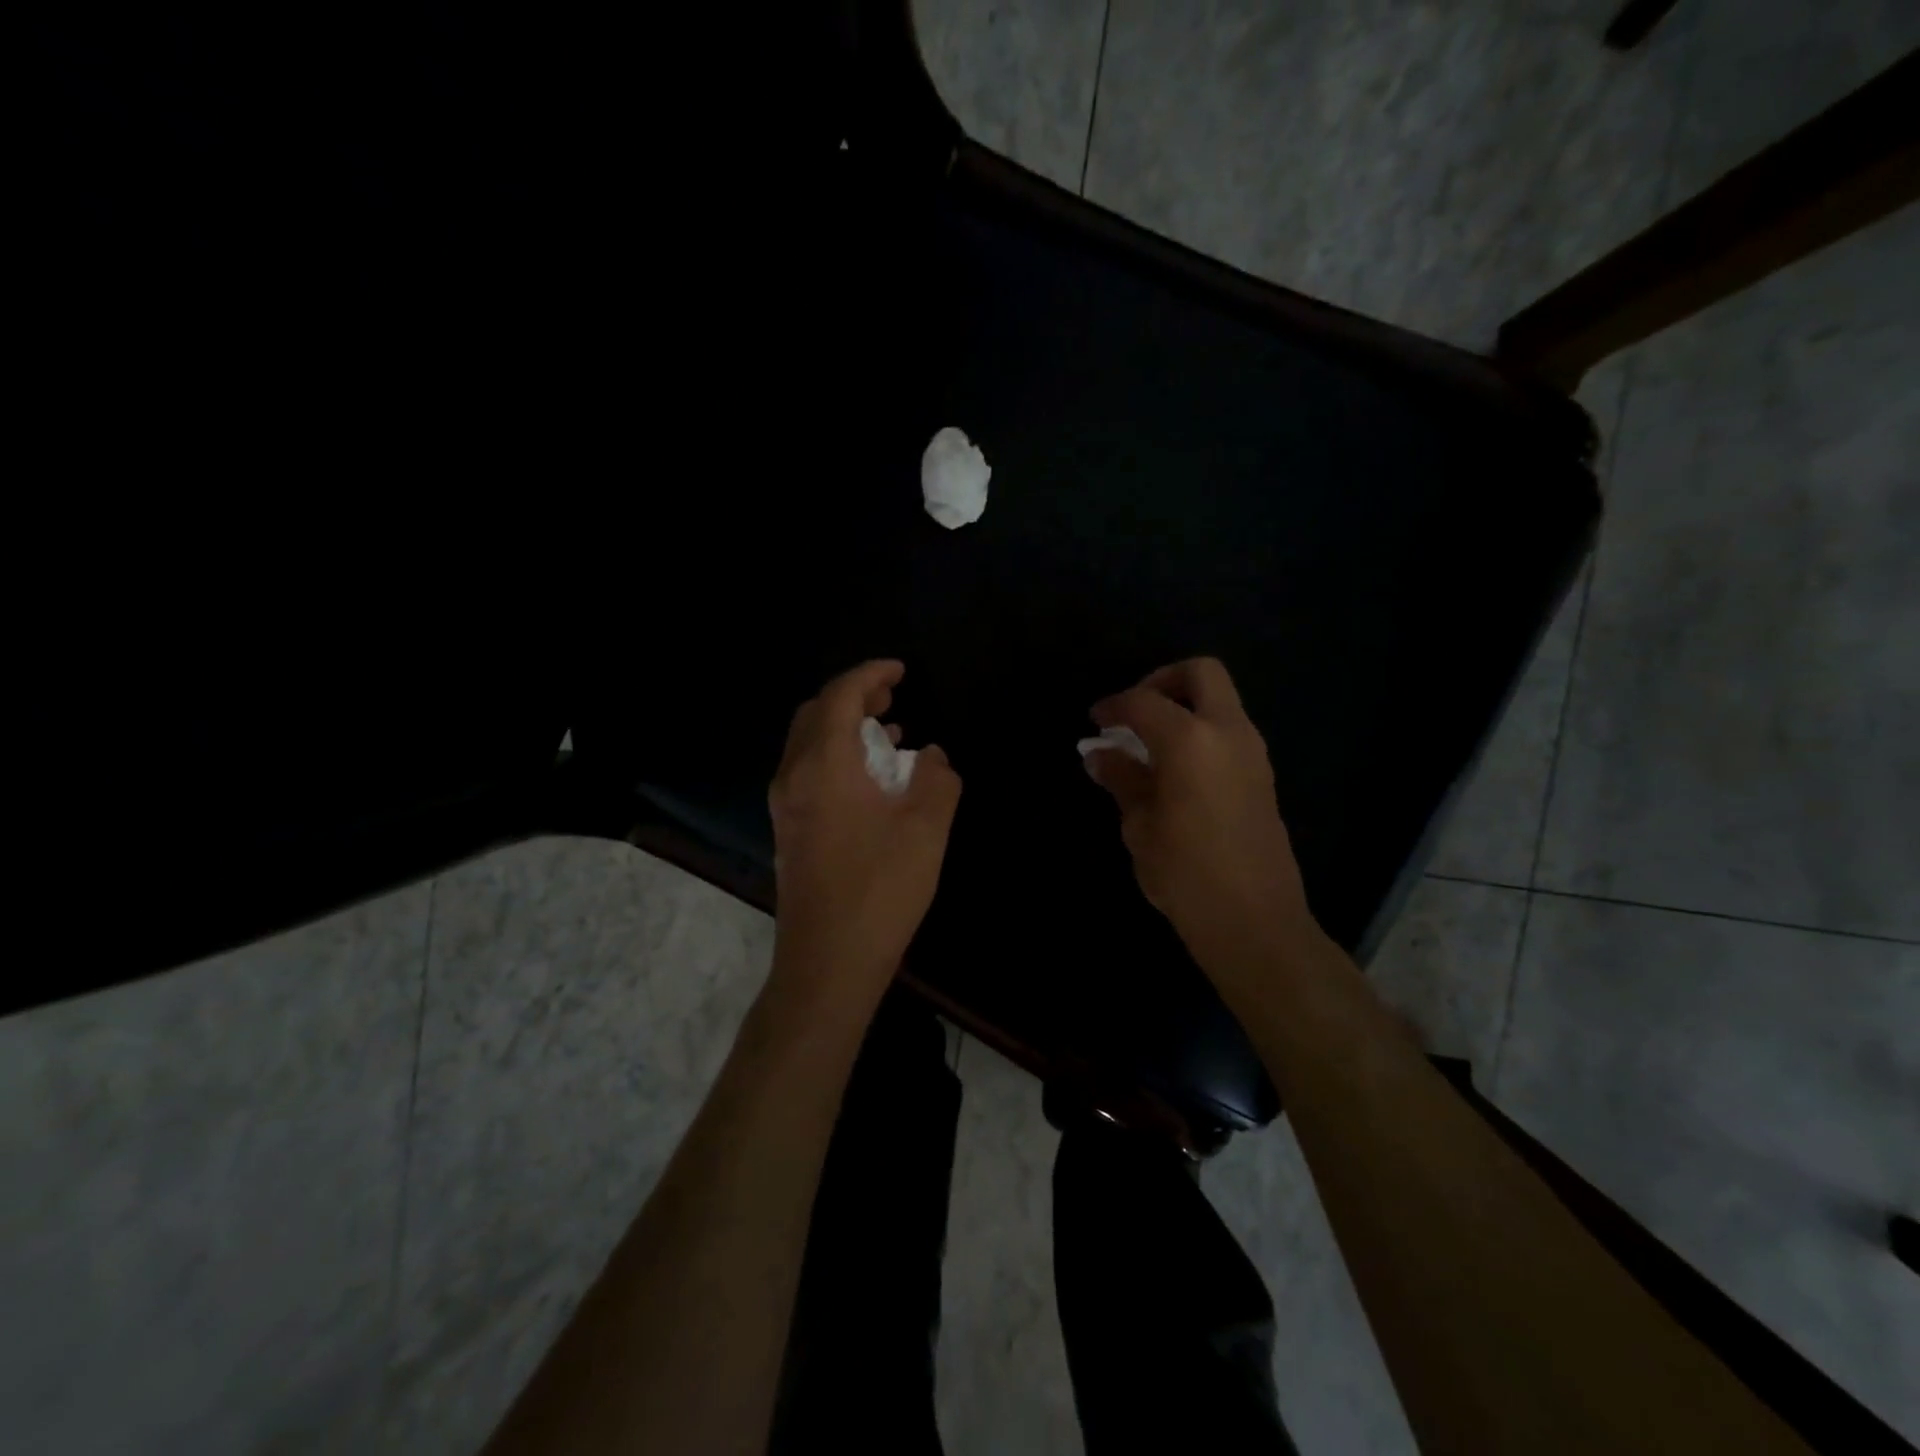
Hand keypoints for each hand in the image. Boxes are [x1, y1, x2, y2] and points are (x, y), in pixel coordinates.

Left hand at [767, 660, 962, 1005]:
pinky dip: (837, 755)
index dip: (871, 673)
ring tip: (889, 730)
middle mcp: (794, 775)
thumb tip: (932, 757)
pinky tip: (871, 778)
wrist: (828, 961)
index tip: (901, 669)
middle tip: (893, 693)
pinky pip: (809, 771)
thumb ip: (937, 779)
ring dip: (845, 726)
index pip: (840, 695)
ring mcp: (785, 805)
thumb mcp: (926, 828)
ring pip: (809, 743)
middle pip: (815, 713)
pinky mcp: (788, 830)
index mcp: (823, 764)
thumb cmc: (880, 889)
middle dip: (854, 695)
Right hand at [1083, 657, 1316, 975]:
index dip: (1115, 706)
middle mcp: (1228, 733)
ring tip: (1148, 745)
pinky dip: (1199, 732)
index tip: (1096, 721)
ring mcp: (1253, 753)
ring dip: (1184, 708)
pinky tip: (1174, 770)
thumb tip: (1100, 755)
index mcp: (1190, 740)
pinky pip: (1228, 731)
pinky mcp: (1262, 776)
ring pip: (1220, 701)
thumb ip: (1122, 779)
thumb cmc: (1185, 873)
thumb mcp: (1140, 826)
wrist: (1254, 921)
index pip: (1145, 702)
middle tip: (1134, 713)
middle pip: (1201, 674)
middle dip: (1163, 681)